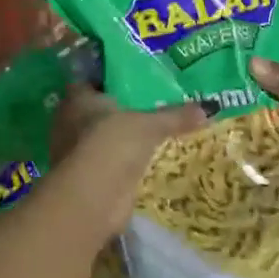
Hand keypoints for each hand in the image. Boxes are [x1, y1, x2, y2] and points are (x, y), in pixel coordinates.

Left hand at [46, 85, 205, 238]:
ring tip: (149, 135)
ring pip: (100, 139)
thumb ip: (175, 116)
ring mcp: (75, 154)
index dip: (108, 80)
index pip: (90, 82)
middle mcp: (70, 123)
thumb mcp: (150, 125)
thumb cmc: (112, 144)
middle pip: (95, 111)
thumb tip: (209, 108)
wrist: (92, 198)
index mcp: (78, 100)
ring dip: (118, 140)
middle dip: (117, 111)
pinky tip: (141, 163)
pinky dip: (120, 164)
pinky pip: (106, 163)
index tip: (132, 80)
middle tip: (148, 106)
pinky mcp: (85, 180)